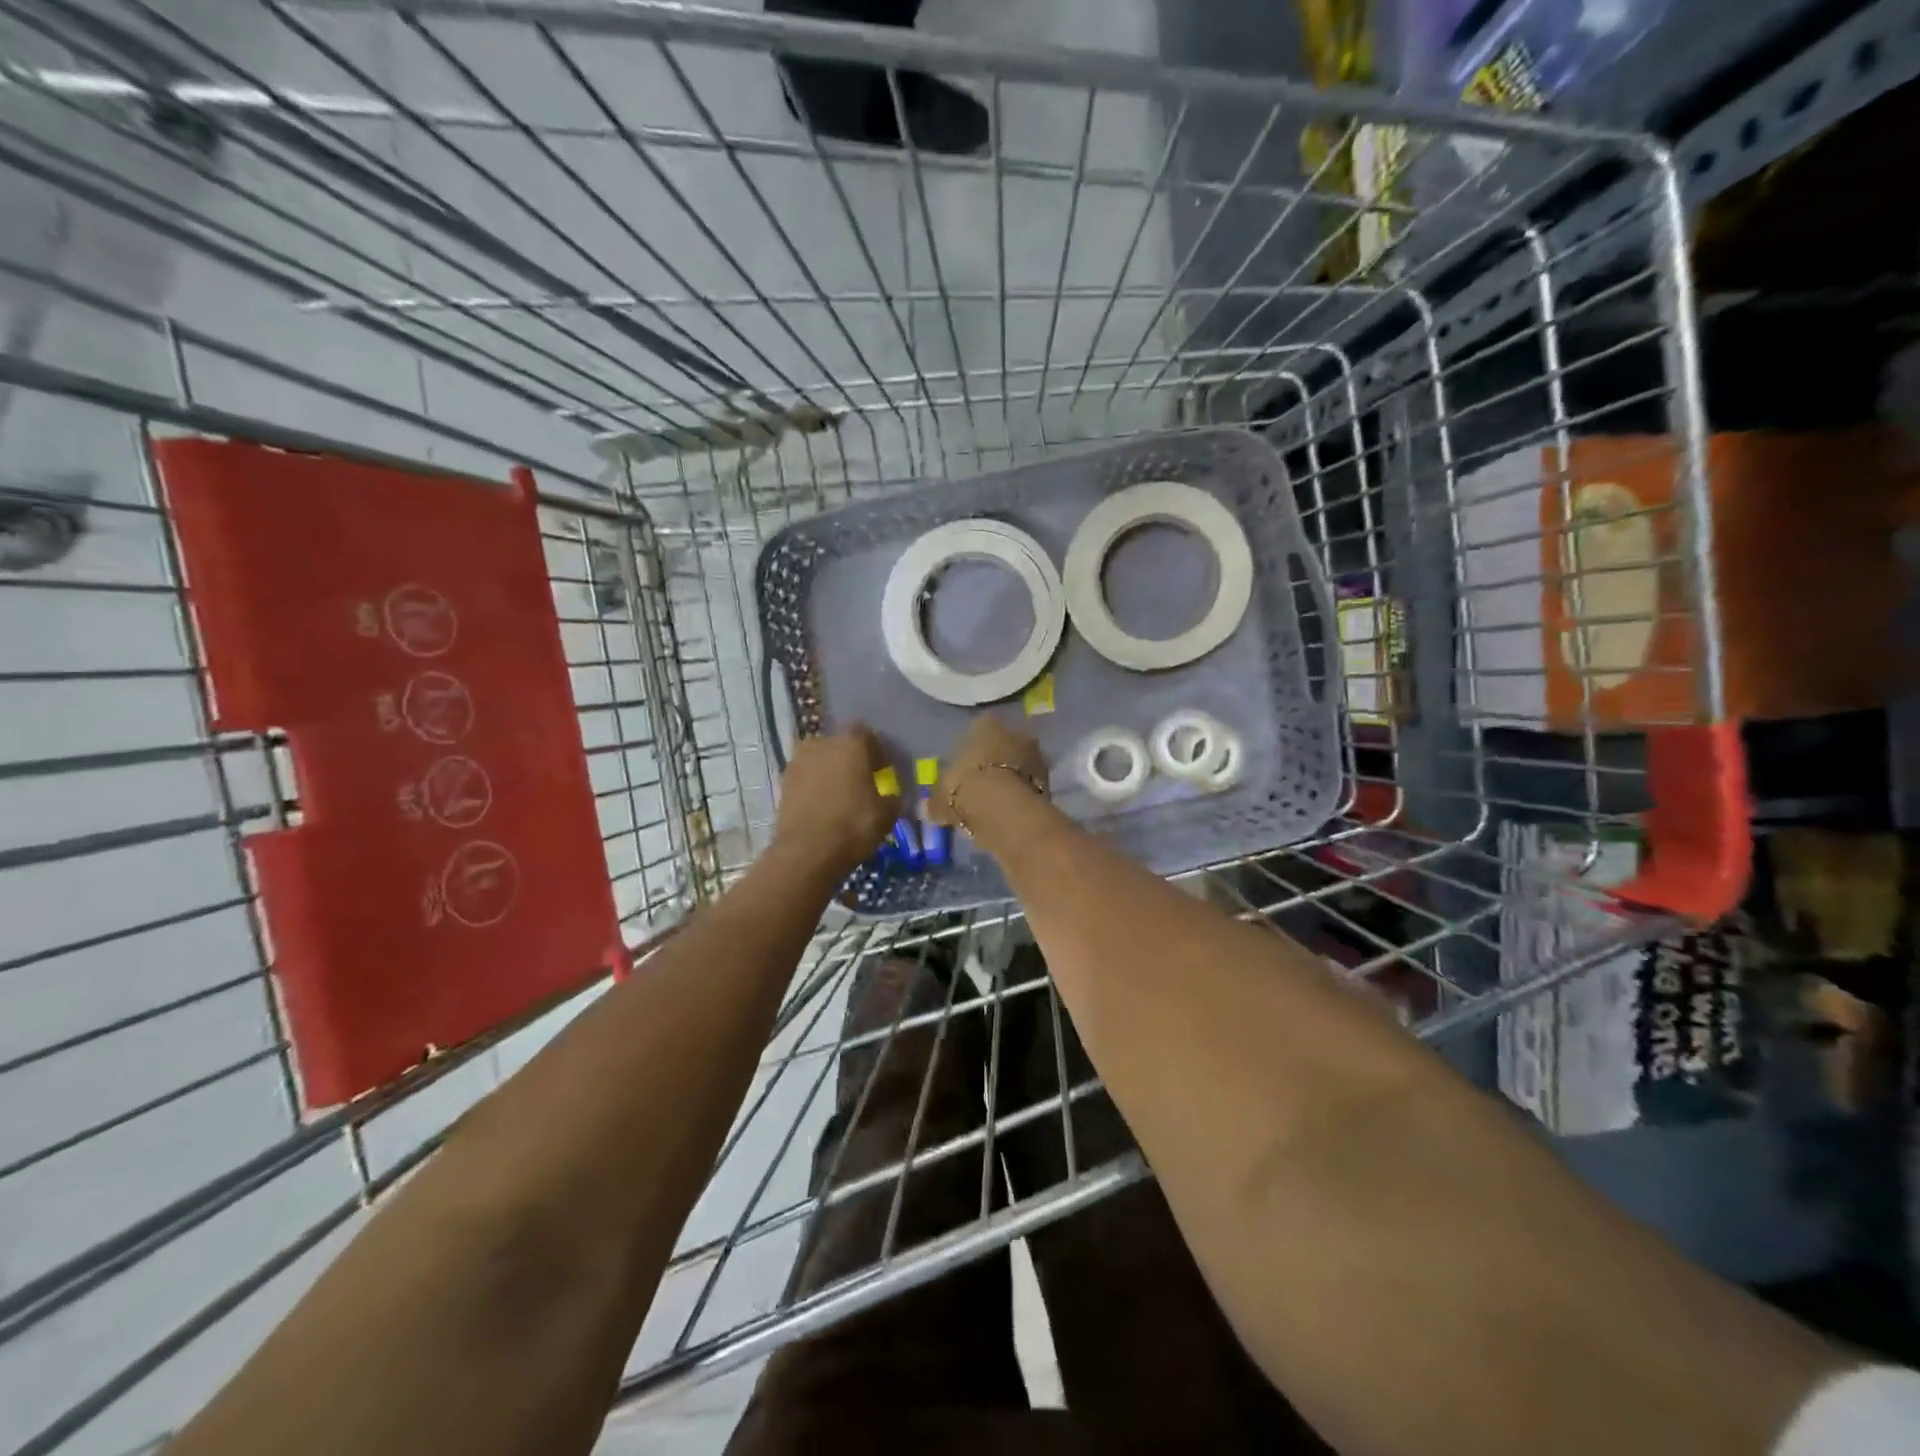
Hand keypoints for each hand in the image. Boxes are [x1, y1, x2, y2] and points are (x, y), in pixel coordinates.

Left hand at [771, 726, 898, 879]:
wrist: (806, 852)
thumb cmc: (854, 825)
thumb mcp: (888, 813)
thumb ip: (893, 795)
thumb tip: (890, 793)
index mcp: (851, 742)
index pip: (868, 735)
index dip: (877, 753)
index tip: (883, 772)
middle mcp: (822, 743)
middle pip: (840, 745)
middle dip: (851, 760)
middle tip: (861, 783)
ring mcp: (798, 761)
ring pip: (820, 760)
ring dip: (830, 772)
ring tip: (840, 796)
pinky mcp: (783, 782)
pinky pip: (806, 778)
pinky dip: (814, 787)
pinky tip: (823, 806)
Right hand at [929, 715, 1047, 826]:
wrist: (1004, 809)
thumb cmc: (966, 788)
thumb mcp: (941, 797)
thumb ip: (936, 801)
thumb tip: (928, 809)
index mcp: (986, 724)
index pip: (980, 726)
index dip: (973, 746)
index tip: (967, 764)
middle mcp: (1015, 732)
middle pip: (1006, 743)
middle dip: (997, 759)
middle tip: (983, 781)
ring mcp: (1036, 755)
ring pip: (1021, 763)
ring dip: (1013, 777)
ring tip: (997, 800)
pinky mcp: (1049, 781)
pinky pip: (1031, 785)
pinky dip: (1023, 794)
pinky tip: (1011, 810)